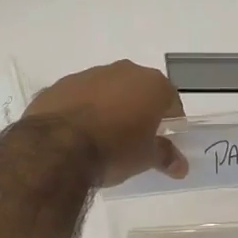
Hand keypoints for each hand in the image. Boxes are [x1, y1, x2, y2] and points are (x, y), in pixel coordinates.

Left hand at [23, 60, 187, 186]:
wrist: (57, 147)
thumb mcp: (145, 158)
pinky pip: (79, 96)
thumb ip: (165, 156)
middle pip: (138, 89)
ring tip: (103, 137)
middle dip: (139, 109)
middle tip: (135, 137)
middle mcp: (123, 71)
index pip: (171, 99)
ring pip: (107, 89)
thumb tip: (181, 166)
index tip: (164, 138)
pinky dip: (82, 110)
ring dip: (109, 107)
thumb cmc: (114, 149)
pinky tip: (77, 133)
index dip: (170, 119)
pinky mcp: (60, 85)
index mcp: (151, 84)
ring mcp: (88, 74)